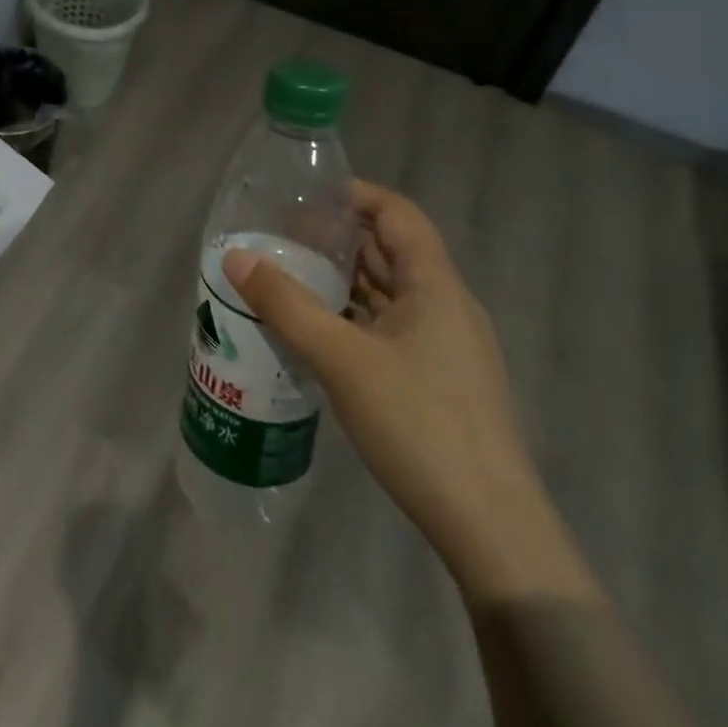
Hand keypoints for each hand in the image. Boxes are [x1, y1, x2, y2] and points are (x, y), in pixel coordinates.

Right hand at [223, 181, 598, 605]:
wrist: (491, 530)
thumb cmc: (419, 424)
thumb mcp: (341, 359)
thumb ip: (286, 304)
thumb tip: (236, 257)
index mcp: (435, 285)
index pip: (397, 214)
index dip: (355, 195)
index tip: (305, 197)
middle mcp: (446, 305)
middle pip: (391, 251)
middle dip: (339, 238)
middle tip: (282, 237)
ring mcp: (447, 346)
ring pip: (390, 293)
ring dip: (344, 280)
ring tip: (291, 277)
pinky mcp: (441, 381)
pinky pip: (391, 327)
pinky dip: (355, 317)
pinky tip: (319, 332)